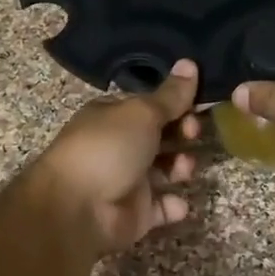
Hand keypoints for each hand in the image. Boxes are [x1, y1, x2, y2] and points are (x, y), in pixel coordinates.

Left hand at [27, 59, 201, 255]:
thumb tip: (190, 62)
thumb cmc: (107, 149)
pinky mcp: (136, 213)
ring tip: (185, 168)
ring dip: (181, 166)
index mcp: (112, 116)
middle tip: (192, 133)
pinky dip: (173, 205)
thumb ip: (170, 95)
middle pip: (160, 136)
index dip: (175, 103)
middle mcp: (119, 146)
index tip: (198, 104)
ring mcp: (127, 181)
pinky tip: (178, 202)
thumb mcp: (142, 113)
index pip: (150, 105)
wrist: (77, 209)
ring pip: (164, 170)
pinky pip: (162, 207)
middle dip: (182, 133)